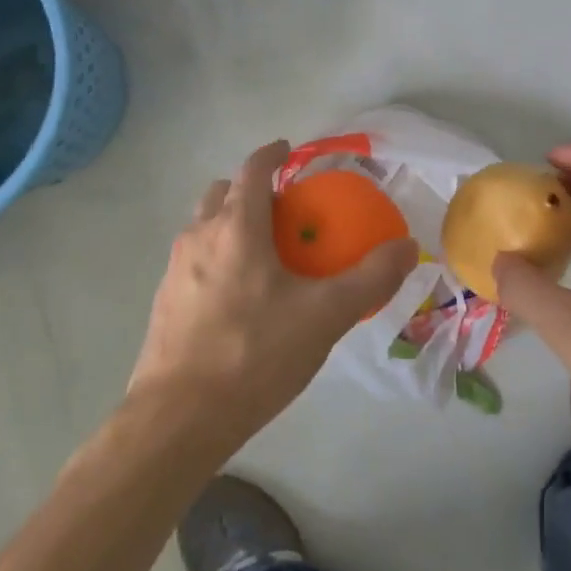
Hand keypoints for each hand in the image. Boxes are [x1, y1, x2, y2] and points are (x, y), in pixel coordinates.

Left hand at [127, 140, 418, 451]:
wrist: (177, 420)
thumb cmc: (254, 354)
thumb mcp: (325, 316)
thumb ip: (370, 278)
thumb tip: (407, 246)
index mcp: (236, 227)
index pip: (253, 170)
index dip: (272, 154)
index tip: (289, 151)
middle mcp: (199, 237)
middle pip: (222, 192)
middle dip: (251, 189)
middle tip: (284, 210)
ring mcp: (175, 270)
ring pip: (204, 226)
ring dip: (230, 222)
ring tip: (264, 253)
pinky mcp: (163, 302)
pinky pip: (195, 260)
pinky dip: (218, 256)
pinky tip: (240, 297)